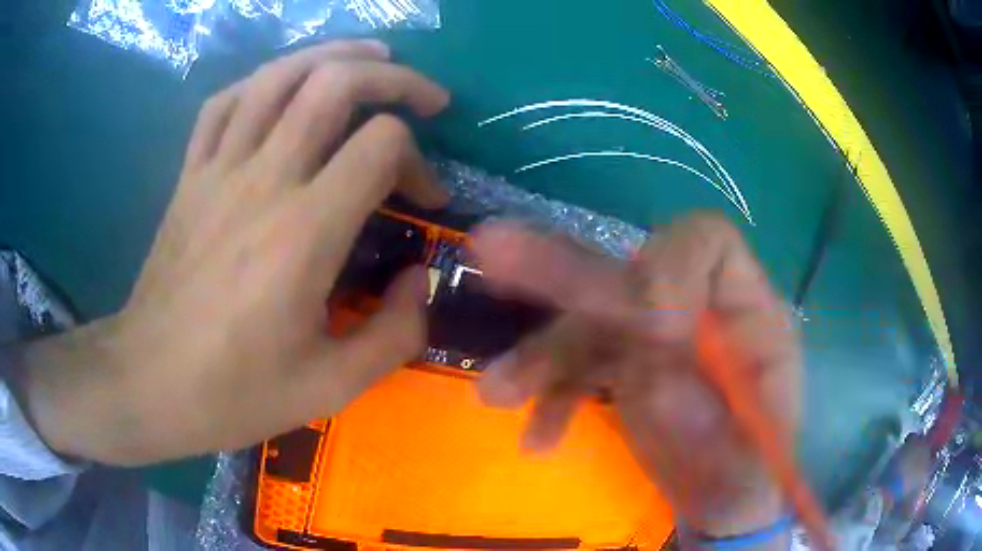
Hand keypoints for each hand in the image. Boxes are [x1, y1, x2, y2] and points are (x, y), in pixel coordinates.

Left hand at [16, 40, 449, 464]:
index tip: (425, 198)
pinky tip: (284, 87)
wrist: (149, 383)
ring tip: (370, 59)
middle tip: (424, 97)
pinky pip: (224, 102)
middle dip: (394, 78)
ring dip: (334, 56)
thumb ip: (396, 334)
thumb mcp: (331, 387)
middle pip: (335, 83)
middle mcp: (262, 181)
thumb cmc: (234, 392)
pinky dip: (263, 81)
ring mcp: (217, 170)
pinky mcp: (189, 176)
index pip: (380, 145)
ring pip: (279, 75)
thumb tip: (420, 279)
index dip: (419, 162)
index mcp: (303, 233)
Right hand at [471, 214, 800, 537]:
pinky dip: (551, 394)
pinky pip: (577, 363)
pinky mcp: (627, 366)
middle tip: (494, 249)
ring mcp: (658, 336)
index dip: (669, 266)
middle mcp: (699, 309)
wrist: (720, 502)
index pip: (708, 244)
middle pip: (633, 269)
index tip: (644, 325)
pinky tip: (538, 436)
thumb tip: (647, 362)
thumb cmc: (747, 478)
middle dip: (566, 271)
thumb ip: (703, 410)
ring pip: (591, 319)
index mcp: (748, 314)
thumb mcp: (741, 451)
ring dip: (542, 353)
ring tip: (498, 393)